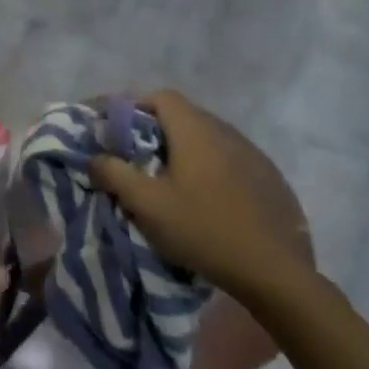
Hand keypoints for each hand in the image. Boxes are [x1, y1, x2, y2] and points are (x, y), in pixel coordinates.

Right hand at [87, 91, 313, 304]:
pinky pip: (229, 159)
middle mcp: (226, 132)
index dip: (134, 106)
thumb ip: (114, 174)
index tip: (116, 130)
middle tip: (136, 159)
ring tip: (169, 181)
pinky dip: (209, 167)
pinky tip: (206, 199)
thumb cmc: (203, 230)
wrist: (274, 271)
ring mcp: (253, 154)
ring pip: (208, 138)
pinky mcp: (269, 178)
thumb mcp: (147, 205)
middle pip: (184, 116)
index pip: (161, 97)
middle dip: (156, 131)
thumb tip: (94, 158)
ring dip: (184, 150)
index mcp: (196, 131)